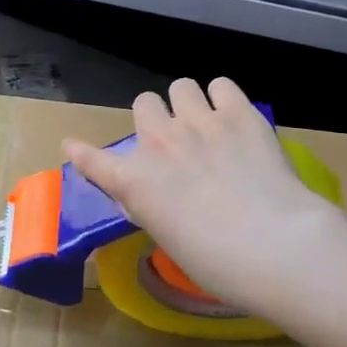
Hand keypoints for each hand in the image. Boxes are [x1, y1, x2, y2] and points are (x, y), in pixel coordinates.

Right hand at [62, 78, 342, 320]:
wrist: (273, 245)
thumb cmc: (216, 262)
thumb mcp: (167, 237)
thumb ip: (152, 205)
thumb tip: (153, 193)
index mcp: (134, 181)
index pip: (92, 159)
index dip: (81, 152)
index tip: (73, 146)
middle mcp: (158, 142)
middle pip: (144, 103)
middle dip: (156, 119)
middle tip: (175, 141)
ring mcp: (199, 122)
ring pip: (180, 86)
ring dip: (189, 104)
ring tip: (207, 124)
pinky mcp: (239, 112)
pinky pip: (220, 84)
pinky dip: (223, 98)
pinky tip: (233, 118)